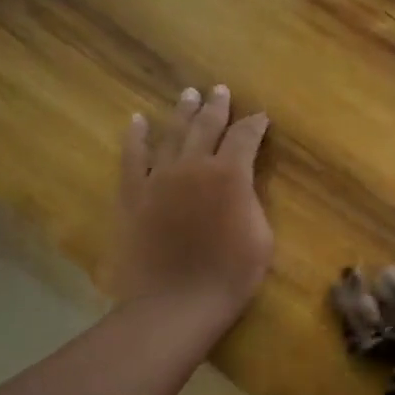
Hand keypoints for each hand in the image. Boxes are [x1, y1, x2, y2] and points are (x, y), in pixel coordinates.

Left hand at [116, 85, 273, 323]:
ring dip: (183, 112)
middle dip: (217, 106)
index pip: (245, 138)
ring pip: (172, 134)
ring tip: (189, 94)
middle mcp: (193, 166)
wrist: (175, 303)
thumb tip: (241, 186)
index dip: (255, 125)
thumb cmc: (229, 276)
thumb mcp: (261, 238)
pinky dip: (137, 137)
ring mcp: (159, 177)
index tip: (261, 117)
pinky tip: (139, 121)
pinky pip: (133, 157)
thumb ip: (252, 202)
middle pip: (206, 126)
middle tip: (221, 90)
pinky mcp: (133, 194)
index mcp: (230, 175)